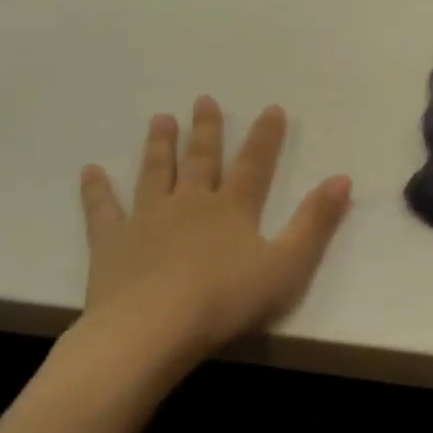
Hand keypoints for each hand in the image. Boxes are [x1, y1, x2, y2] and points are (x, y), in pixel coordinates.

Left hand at [77, 98, 351, 368]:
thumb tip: (343, 178)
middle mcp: (190, 203)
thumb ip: (315, 222)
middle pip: (201, 160)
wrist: (151, 332)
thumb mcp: (287, 266)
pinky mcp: (112, 243)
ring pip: (155, 173)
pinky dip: (97, 190)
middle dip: (206, 130)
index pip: (255, 164)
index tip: (271, 108)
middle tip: (203, 100)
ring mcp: (147, 219)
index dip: (265, 136)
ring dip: (160, 146)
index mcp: (232, 209)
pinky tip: (90, 171)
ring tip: (160, 119)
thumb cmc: (225, 301)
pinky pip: (103, 210)